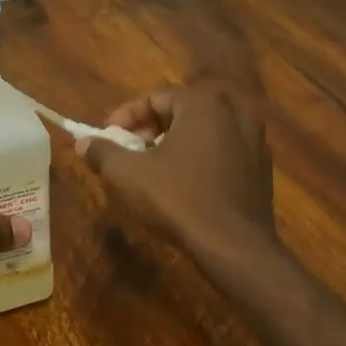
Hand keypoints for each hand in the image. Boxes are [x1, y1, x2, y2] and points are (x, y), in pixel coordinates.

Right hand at [79, 82, 277, 252]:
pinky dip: (199, 160)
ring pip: (202, 133)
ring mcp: (255, 140)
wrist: (234, 247)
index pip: (154, 99)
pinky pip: (221, 153)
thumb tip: (83, 143)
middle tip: (128, 153)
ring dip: (174, 145)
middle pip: (179, 112)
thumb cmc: (178, 199)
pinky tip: (183, 186)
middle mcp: (234, 111)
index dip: (124, 118)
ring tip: (152, 170)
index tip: (108, 138)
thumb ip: (102, 152)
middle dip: (149, 130)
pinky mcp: (262, 168)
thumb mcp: (128, 174)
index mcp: (203, 103)